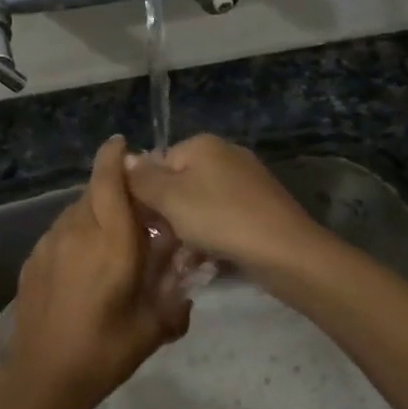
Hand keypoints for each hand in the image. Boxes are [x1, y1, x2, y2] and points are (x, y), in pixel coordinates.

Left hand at [0, 136, 189, 408]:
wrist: (42, 378)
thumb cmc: (104, 353)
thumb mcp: (153, 327)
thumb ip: (175, 296)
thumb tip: (186, 282)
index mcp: (112, 244)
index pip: (109, 182)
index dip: (114, 157)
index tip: (122, 143)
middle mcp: (77, 233)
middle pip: (93, 192)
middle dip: (112, 189)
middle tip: (134, 208)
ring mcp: (49, 244)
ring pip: (74, 211)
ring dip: (93, 212)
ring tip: (110, 238)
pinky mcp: (33, 260)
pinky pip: (60, 232)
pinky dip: (76, 233)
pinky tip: (84, 263)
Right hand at [125, 134, 321, 273]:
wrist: (285, 252)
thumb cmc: (219, 218)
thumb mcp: (170, 198)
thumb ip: (141, 178)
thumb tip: (122, 157)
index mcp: (202, 145)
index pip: (156, 163)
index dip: (144, 194)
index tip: (140, 223)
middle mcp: (225, 156)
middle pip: (178, 185)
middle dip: (166, 217)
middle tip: (159, 246)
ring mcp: (245, 183)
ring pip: (199, 207)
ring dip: (186, 234)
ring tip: (180, 262)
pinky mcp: (259, 209)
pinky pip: (222, 221)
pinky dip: (211, 239)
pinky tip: (204, 264)